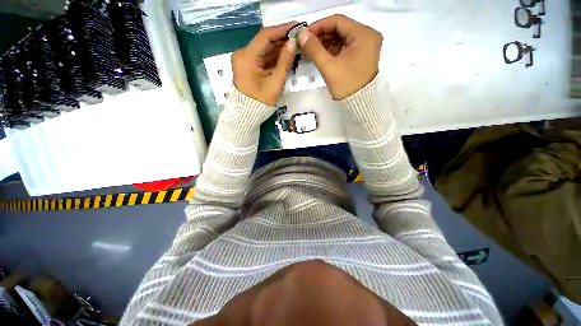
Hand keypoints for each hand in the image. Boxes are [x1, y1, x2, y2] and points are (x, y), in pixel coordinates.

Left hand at [232, 22, 297, 105]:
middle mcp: (242, 54)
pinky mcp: (247, 66)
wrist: (248, 114)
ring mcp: (244, 60)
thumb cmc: (261, 101)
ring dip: (279, 48)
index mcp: (246, 57)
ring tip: (295, 46)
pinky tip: (285, 55)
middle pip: (264, 42)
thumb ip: (285, 61)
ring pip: (264, 50)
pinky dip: (273, 57)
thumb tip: (293, 42)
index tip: (296, 26)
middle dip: (282, 40)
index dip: (281, 30)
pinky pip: (262, 58)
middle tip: (298, 38)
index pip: (265, 36)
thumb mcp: (276, 82)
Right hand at [298, 15, 382, 99]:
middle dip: (322, 35)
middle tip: (306, 43)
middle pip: (340, 29)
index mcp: (364, 35)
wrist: (358, 104)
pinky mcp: (361, 54)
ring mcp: (365, 45)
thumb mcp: (329, 67)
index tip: (304, 33)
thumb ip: (314, 49)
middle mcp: (368, 36)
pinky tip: (321, 54)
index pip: (338, 21)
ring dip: (326, 42)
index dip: (319, 25)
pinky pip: (345, 46)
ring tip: (311, 49)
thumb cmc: (346, 86)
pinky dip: (332, 49)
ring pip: (342, 37)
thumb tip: (301, 34)